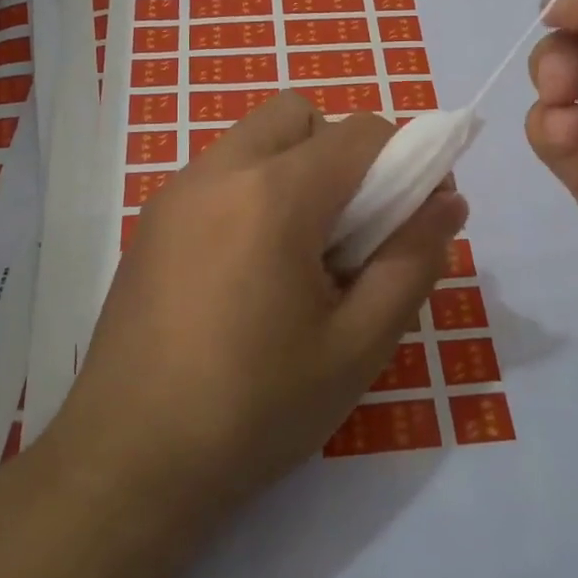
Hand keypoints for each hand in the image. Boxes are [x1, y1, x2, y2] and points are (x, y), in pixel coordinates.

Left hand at [50, 94, 467, 522]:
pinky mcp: (150, 221)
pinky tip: (248, 272)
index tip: (416, 214)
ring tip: (299, 257)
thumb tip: (448, 201)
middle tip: (350, 231)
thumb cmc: (255, 409)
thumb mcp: (357, 345)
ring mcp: (175, 193)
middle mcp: (218, 172)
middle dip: (341, 152)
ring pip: (254, 139)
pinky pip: (219, 174)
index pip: (360, 132)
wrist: (130, 462)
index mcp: (273, 194)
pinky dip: (252, 191)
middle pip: (299, 115)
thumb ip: (412, 261)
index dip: (406, 160)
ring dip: (294, 170)